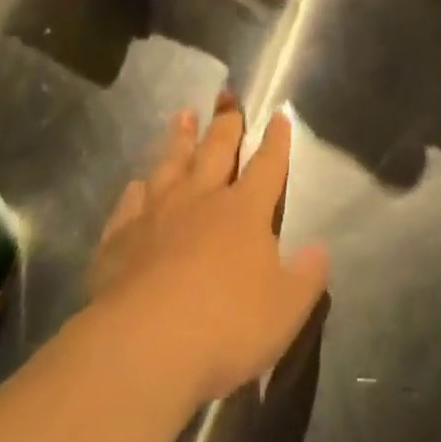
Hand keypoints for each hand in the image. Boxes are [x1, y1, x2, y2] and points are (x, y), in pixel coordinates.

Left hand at [88, 99, 328, 405]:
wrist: (143, 346)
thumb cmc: (225, 326)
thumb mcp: (286, 310)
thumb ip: (307, 277)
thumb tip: (320, 250)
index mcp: (245, 210)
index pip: (267, 164)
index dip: (276, 140)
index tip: (279, 114)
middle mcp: (202, 198)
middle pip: (216, 149)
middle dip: (226, 122)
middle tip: (226, 95)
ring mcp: (157, 214)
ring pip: (171, 164)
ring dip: (179, 139)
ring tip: (183, 116)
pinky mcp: (120, 238)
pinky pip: (130, 203)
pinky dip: (136, 191)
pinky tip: (136, 184)